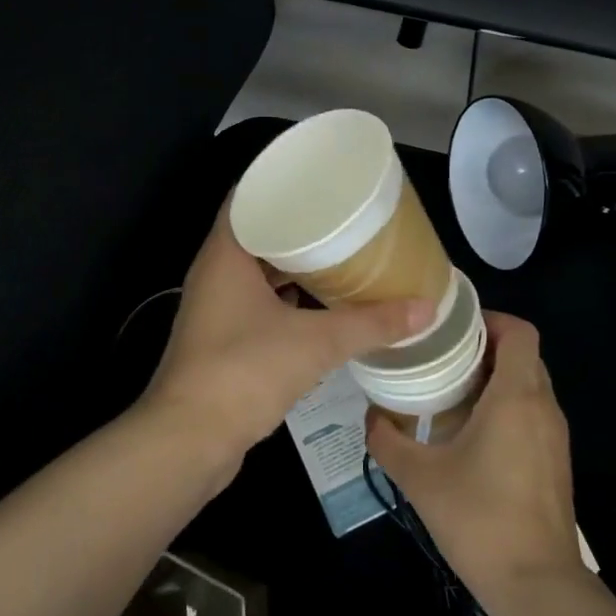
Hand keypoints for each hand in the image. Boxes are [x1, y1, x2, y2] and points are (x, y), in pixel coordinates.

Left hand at [139, 202, 434, 478]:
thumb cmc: (244, 371)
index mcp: (225, 254)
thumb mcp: (315, 342)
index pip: (246, 196)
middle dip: (295, 223)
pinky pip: (255, 300)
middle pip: (255, 232)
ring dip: (290, 262)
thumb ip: (370, 324)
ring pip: (256, 269)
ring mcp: (214, 307)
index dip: (279, 180)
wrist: (189, 440)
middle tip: (340, 214)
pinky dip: (284, 296)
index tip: (317, 176)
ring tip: (336, 252)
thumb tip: (425, 309)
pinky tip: (317, 303)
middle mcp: (214, 273)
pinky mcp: (220, 339)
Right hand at [366, 312, 583, 605]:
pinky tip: (469, 432)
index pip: (520, 332)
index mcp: (516, 396)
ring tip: (449, 390)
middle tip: (441, 356)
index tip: (452, 328)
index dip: (489, 319)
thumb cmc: (479, 518)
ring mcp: (555, 436)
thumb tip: (371, 416)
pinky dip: (505, 406)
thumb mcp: (419, 477)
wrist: (538, 588)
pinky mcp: (555, 462)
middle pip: (523, 355)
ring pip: (529, 384)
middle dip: (484, 347)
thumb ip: (387, 440)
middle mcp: (543, 407)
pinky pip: (532, 412)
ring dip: (494, 378)